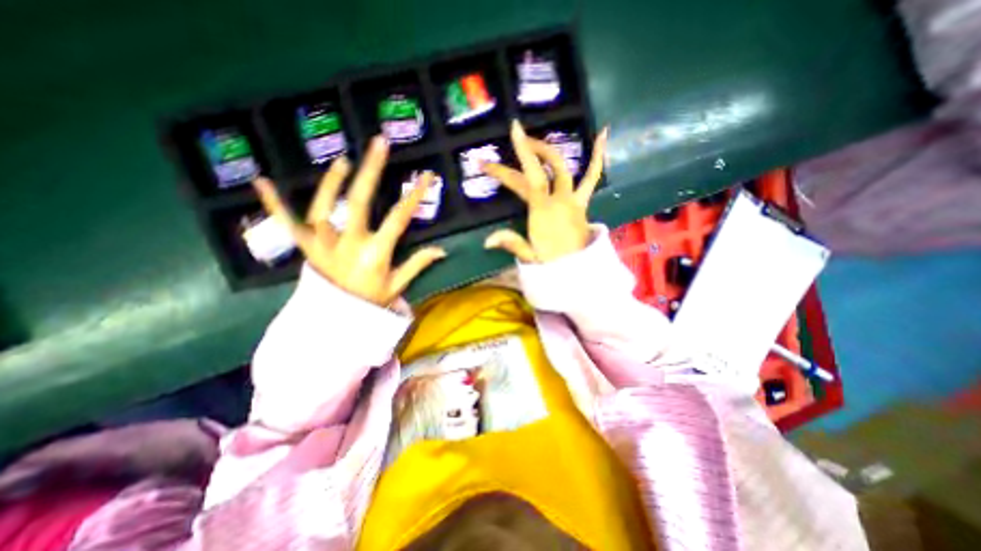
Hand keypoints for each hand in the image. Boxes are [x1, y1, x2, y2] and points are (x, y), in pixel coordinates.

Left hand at [252, 134, 444, 304]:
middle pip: (359, 202)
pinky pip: (286, 225)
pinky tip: (261, 181)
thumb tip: (442, 251)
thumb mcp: (398, 286)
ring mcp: (323, 246)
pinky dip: (273, 205)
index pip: (399, 218)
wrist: (336, 322)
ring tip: (343, 161)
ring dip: (331, 182)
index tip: (427, 175)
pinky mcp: (305, 249)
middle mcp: (348, 245)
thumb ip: (418, 264)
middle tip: (379, 144)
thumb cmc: (370, 302)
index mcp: (375, 254)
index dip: (415, 195)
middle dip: (371, 171)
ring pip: (323, 208)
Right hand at [482, 120, 610, 261]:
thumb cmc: (552, 264)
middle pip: (540, 170)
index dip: (503, 171)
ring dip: (549, 151)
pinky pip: (592, 177)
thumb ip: (510, 242)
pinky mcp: (583, 203)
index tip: (485, 162)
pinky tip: (602, 133)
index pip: (522, 183)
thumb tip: (486, 241)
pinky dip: (598, 156)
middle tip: (515, 138)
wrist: (579, 272)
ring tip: (537, 139)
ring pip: (562, 168)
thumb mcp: (529, 255)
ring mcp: (573, 199)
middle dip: (525, 151)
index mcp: (542, 211)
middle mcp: (558, 199)